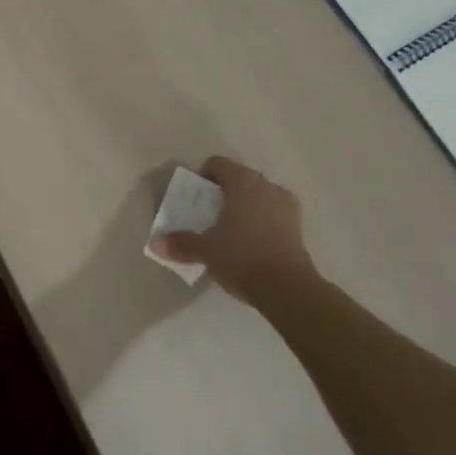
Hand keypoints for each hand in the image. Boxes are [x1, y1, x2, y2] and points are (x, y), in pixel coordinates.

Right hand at [150, 157, 315, 306]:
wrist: (289, 290)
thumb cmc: (242, 257)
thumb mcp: (205, 250)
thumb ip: (181, 243)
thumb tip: (156, 243)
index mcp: (242, 182)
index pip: (218, 164)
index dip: (202, 176)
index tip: (193, 197)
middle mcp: (266, 186)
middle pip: (239, 178)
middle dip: (222, 192)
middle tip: (208, 214)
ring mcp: (286, 206)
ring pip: (258, 196)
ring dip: (243, 206)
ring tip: (229, 229)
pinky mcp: (298, 227)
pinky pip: (272, 213)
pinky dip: (260, 220)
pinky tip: (250, 242)